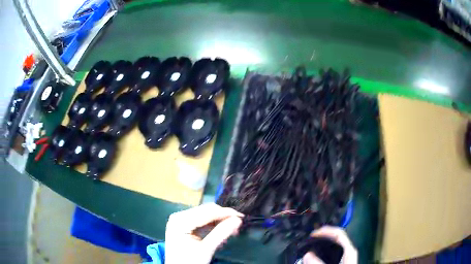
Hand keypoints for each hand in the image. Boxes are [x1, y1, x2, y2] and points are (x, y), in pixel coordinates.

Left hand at [165, 203, 243, 263]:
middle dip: (223, 217)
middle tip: (238, 225)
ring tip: (232, 231)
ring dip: (219, 221)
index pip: (207, 212)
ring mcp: (181, 220)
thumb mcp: (206, 249)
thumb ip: (221, 233)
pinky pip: (202, 221)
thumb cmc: (189, 262)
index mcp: (180, 221)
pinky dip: (213, 226)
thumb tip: (238, 220)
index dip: (225, 213)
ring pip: (205, 215)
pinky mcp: (184, 225)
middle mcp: (179, 216)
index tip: (241, 217)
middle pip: (206, 211)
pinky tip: (221, 232)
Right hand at [303, 226, 357, 263]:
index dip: (325, 231)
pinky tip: (316, 255)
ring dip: (322, 242)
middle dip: (322, 236)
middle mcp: (348, 250)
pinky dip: (323, 250)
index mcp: (348, 250)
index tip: (311, 234)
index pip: (338, 234)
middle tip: (309, 239)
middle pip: (336, 237)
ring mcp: (345, 256)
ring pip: (334, 244)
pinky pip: (332, 251)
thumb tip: (307, 254)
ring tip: (310, 245)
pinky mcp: (341, 260)